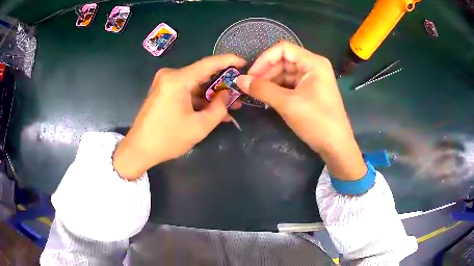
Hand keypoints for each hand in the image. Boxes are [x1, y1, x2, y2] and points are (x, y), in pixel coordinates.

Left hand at [113, 55, 245, 179]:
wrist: (139, 149)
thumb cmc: (168, 139)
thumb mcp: (200, 126)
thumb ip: (219, 108)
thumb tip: (227, 94)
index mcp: (177, 80)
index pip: (209, 63)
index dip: (229, 61)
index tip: (244, 63)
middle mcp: (170, 75)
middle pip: (202, 74)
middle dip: (222, 84)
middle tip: (239, 92)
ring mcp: (165, 83)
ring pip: (195, 84)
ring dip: (212, 95)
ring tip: (231, 106)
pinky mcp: (163, 91)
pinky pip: (186, 91)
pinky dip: (199, 99)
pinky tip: (213, 110)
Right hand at [236, 42, 365, 180]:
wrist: (336, 146)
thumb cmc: (316, 122)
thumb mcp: (287, 104)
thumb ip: (262, 89)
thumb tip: (239, 80)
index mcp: (313, 63)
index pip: (283, 49)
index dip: (264, 59)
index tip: (250, 75)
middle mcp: (313, 66)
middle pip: (284, 60)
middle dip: (266, 71)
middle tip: (250, 86)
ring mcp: (313, 78)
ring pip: (285, 72)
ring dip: (270, 80)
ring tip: (256, 93)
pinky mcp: (310, 90)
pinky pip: (290, 83)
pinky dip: (277, 88)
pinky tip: (267, 96)